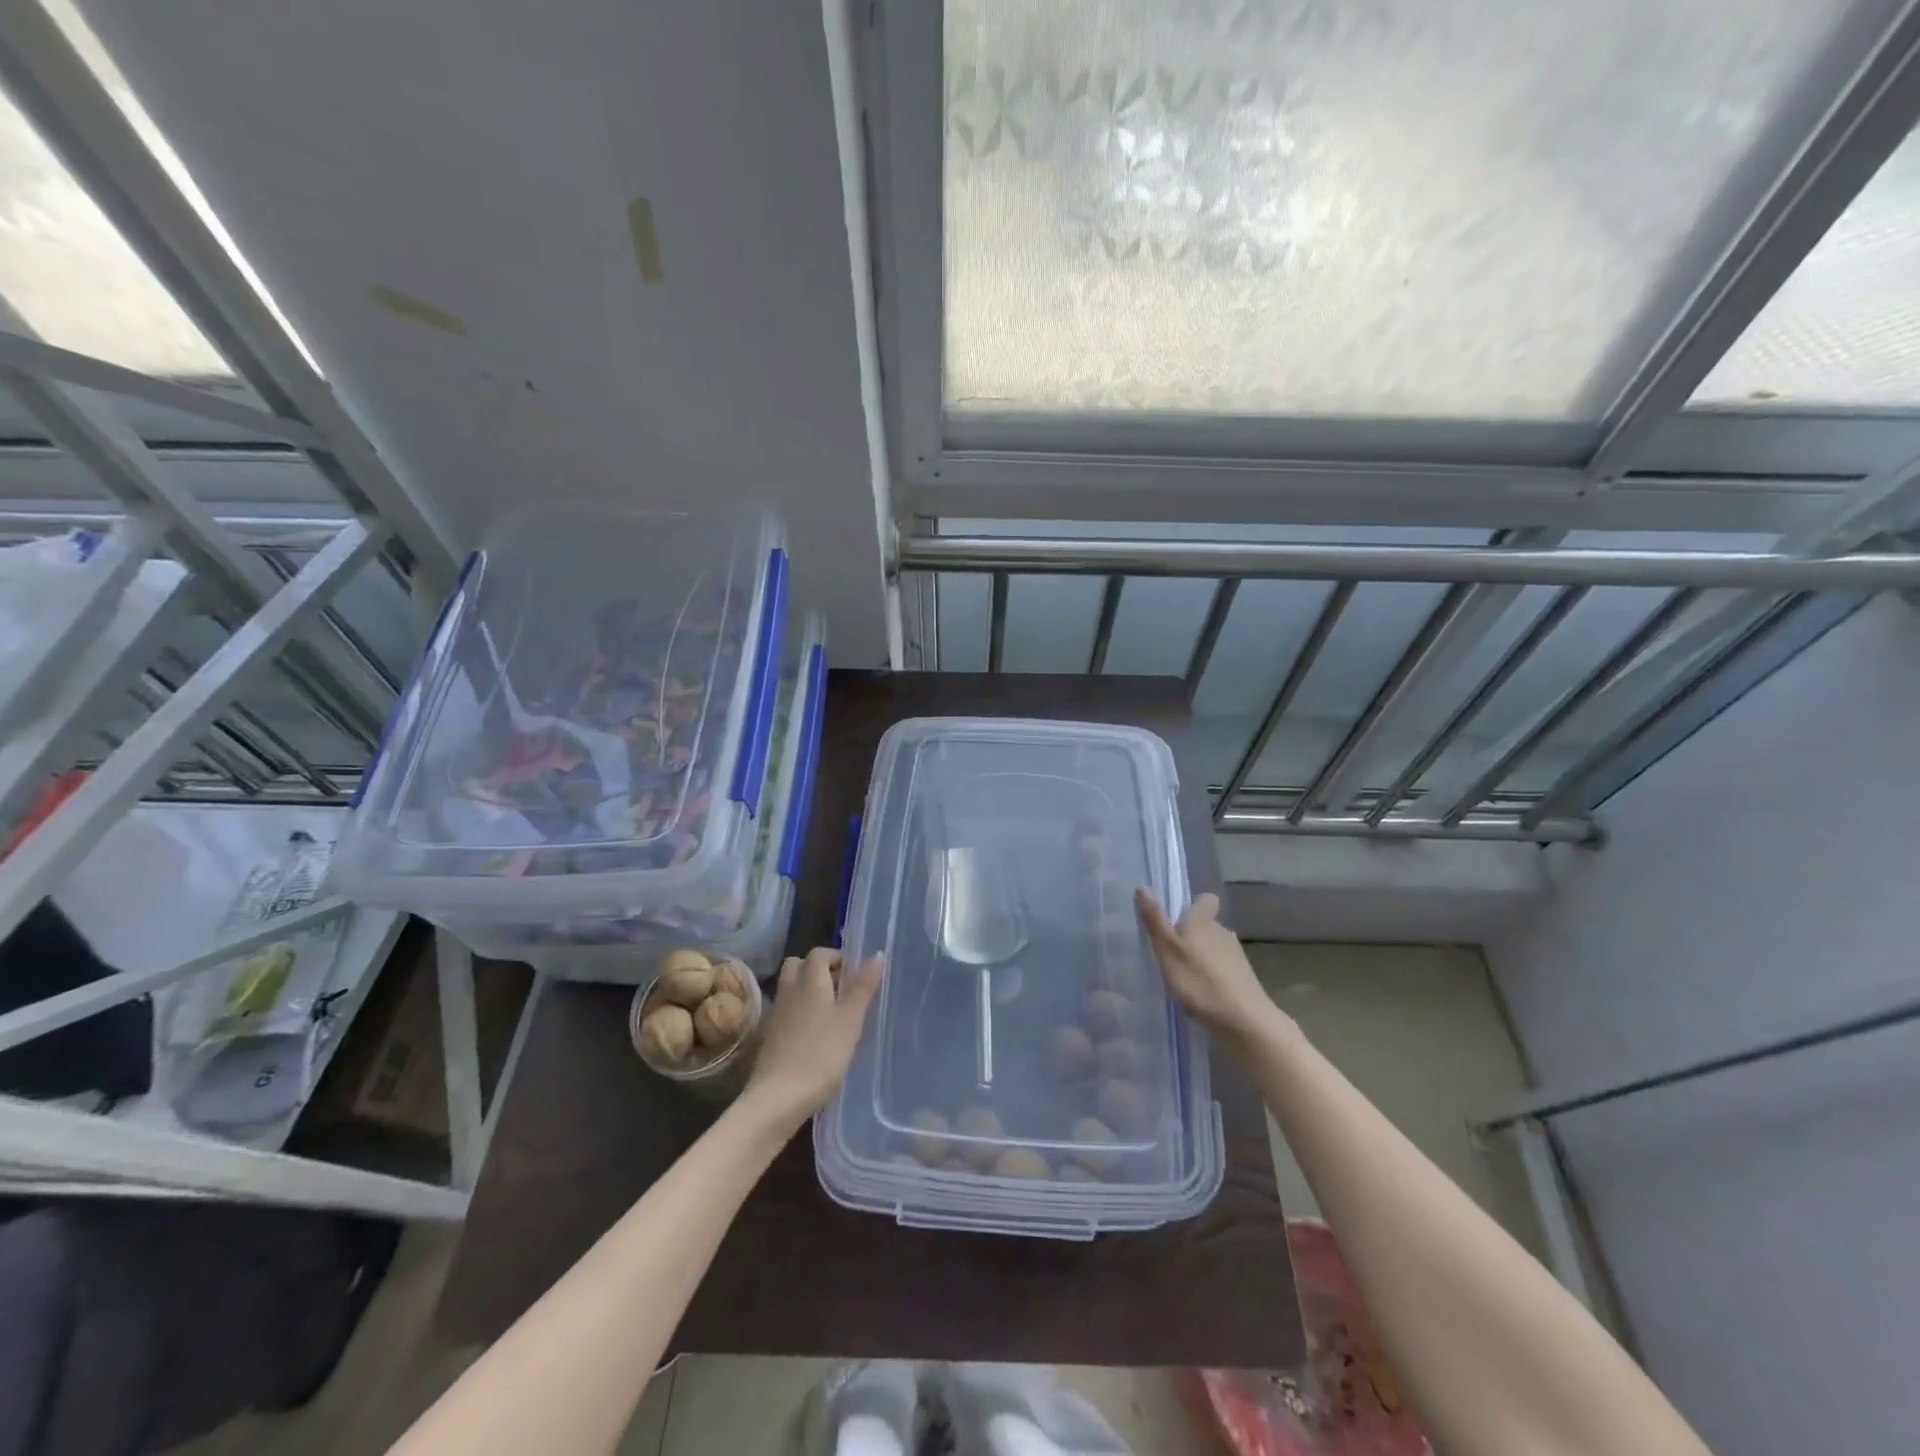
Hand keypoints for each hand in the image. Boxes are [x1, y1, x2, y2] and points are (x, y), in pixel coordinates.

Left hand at [742, 947, 883, 1128]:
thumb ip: (863, 986)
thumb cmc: (822, 1053)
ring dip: (810, 992)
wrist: (779, 1097)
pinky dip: (801, 1014)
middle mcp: (790, 991)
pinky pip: (788, 1012)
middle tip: (842, 991)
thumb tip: (877, 953)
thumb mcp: (851, 1018)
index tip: (856, 976)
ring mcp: (777, 1014)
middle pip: (799, 966)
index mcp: (809, 980)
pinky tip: (817, 1036)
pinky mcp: (771, 1037)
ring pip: (792, 989)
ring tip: (833, 1014)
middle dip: (819, 971)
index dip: (838, 958)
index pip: (819, 953)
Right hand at [1135, 889, 1283, 1046]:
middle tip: (1171, 951)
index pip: (1206, 900)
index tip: (1178, 917)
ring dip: (1202, 956)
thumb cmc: (1199, 981)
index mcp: (1204, 922)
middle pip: (1208, 925)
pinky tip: (1201, 993)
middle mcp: (1223, 932)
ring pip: (1215, 947)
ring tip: (1183, 975)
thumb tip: (1143, 886)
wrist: (1244, 1021)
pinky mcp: (1244, 980)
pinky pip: (1223, 969)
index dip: (1194, 905)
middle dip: (1192, 934)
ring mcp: (1237, 957)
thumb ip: (1155, 920)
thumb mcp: (1168, 950)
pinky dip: (1212, 976)